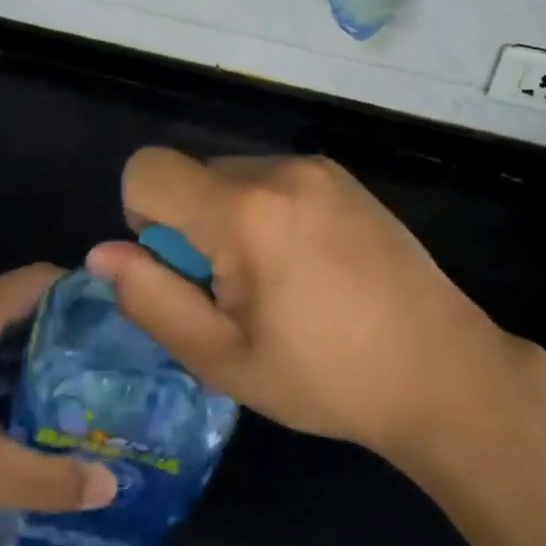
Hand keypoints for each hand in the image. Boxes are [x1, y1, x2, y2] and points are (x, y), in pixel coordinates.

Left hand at [0, 265, 117, 545]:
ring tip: (98, 378)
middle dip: (73, 325)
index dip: (83, 289)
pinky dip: (22, 370)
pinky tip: (49, 405)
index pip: (38, 279)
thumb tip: (113, 484)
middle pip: (28, 303)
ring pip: (9, 332)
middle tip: (120, 354)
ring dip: (48, 351)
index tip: (127, 316)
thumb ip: (50, 477)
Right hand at [89, 149, 531, 465]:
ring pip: (230, 176)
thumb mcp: (223, 359)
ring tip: (278, 283)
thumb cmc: (326, 377)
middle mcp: (278, 169)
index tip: (183, 270)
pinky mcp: (342, 177)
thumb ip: (151, 300)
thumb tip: (102, 254)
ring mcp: (316, 168)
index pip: (147, 169)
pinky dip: (264, 212)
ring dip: (228, 219)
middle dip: (190, 225)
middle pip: (191, 174)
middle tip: (236, 292)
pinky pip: (271, 179)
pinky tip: (308, 266)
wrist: (444, 372)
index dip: (142, 218)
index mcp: (244, 210)